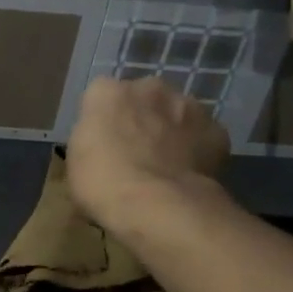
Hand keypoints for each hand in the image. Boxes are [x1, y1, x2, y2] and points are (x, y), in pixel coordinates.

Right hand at [64, 76, 229, 231]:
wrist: (157, 204)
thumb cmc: (102, 184)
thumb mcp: (76, 162)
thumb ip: (91, 139)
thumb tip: (104, 142)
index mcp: (107, 92)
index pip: (101, 97)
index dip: (103, 121)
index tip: (103, 144)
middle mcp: (149, 87)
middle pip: (143, 98)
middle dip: (140, 118)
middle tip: (135, 152)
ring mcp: (188, 105)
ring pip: (177, 113)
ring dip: (171, 130)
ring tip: (165, 165)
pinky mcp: (216, 130)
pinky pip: (203, 136)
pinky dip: (197, 149)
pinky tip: (188, 174)